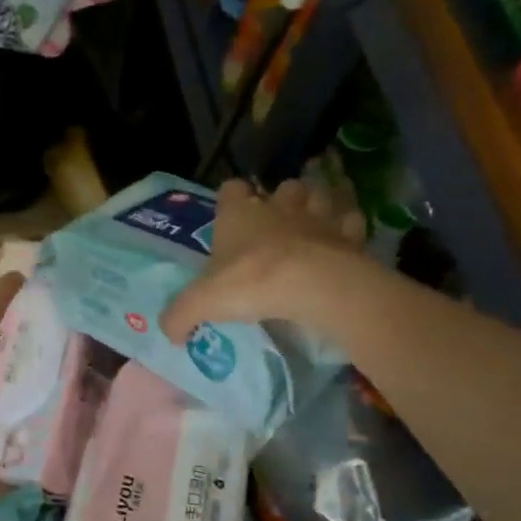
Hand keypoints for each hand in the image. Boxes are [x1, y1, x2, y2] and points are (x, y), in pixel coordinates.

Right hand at [161, 178, 363, 339]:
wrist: (314, 285)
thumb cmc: (251, 282)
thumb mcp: (202, 302)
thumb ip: (180, 315)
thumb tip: (169, 332)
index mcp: (239, 215)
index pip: (231, 189)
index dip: (231, 199)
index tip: (230, 216)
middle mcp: (279, 207)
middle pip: (283, 187)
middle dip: (282, 200)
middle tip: (277, 226)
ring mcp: (318, 217)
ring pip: (320, 196)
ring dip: (317, 207)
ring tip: (313, 227)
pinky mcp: (350, 235)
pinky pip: (351, 222)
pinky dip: (348, 229)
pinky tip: (342, 245)